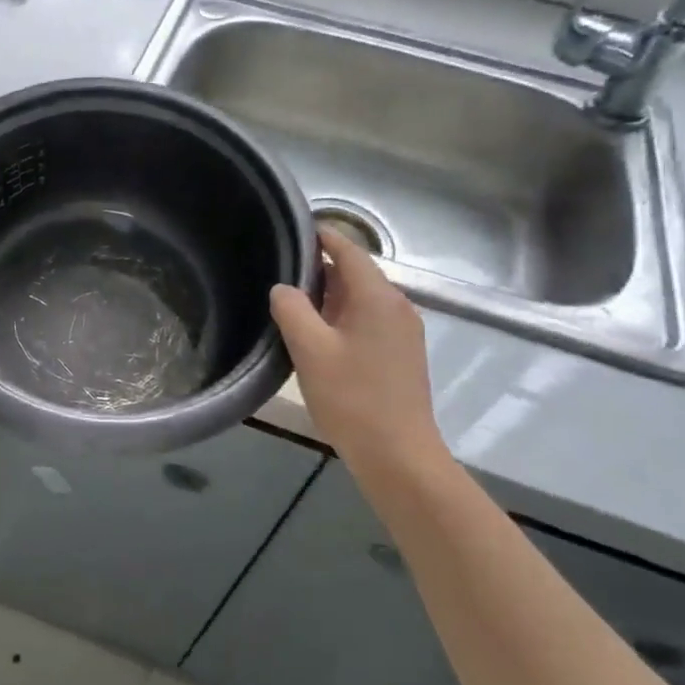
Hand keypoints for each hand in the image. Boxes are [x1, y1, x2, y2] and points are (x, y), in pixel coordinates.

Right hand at [269, 228, 450, 482]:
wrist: (398, 455)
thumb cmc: (352, 398)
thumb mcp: (310, 350)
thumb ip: (292, 309)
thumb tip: (283, 288)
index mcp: (378, 297)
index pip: (349, 250)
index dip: (322, 236)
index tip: (294, 229)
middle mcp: (397, 306)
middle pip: (357, 273)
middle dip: (321, 267)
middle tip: (281, 269)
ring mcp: (403, 331)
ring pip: (362, 298)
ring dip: (330, 295)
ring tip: (292, 300)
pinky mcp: (402, 354)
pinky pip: (369, 319)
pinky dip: (343, 316)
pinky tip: (318, 333)